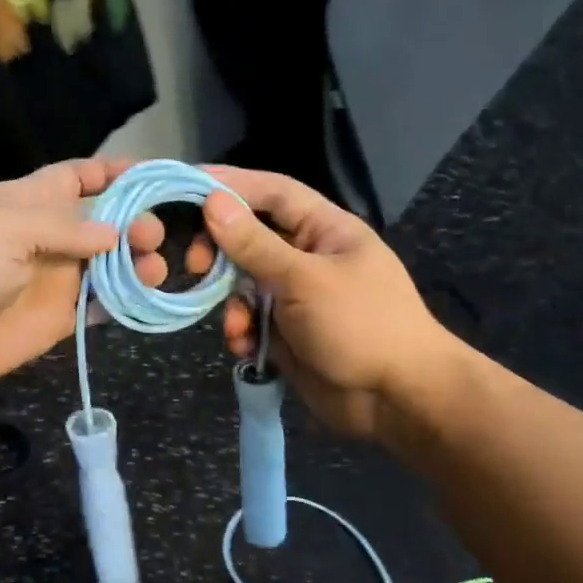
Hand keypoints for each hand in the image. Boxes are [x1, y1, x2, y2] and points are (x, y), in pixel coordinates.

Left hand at [0, 158, 168, 389]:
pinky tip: (145, 297)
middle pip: (103, 223)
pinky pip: (98, 306)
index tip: (155, 175)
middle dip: (135, 222)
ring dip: (136, 264)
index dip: (114, 173)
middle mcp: (47, 237)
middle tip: (153, 237)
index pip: (77, 177)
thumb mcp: (5, 228)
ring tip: (156, 269)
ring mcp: (52, 280)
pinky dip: (122, 301)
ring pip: (108, 266)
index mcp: (28, 201)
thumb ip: (64, 228)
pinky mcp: (55, 319)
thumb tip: (116, 232)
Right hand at [200, 166, 460, 437]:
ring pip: (245, 285)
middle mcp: (308, 257)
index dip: (232, 184)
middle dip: (221, 253)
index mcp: (325, 230)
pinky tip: (247, 348)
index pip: (272, 193)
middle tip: (193, 264)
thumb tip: (213, 201)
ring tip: (237, 327)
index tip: (187, 186)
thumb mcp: (303, 280)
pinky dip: (243, 332)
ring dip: (232, 305)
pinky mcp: (287, 333)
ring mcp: (297, 297)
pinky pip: (252, 322)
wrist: (396, 398)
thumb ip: (254, 243)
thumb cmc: (360, 324)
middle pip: (250, 239)